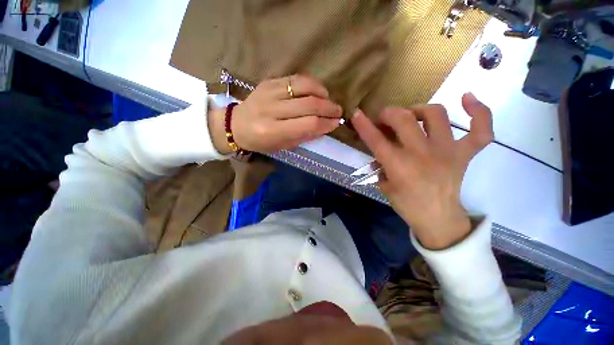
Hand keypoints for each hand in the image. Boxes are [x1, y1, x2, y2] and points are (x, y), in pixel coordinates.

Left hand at [208, 75, 342, 153]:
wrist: (236, 125)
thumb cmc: (261, 141)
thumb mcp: (283, 146)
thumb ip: (305, 136)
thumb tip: (326, 126)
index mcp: (273, 131)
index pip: (308, 124)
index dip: (326, 123)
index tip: (336, 123)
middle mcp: (271, 110)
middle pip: (309, 104)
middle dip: (329, 108)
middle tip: (338, 111)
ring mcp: (269, 92)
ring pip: (304, 87)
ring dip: (322, 93)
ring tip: (329, 100)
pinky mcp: (268, 81)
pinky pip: (295, 78)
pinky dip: (311, 83)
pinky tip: (318, 90)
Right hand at [351, 93, 493, 249]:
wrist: (438, 219)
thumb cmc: (407, 205)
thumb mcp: (384, 186)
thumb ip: (379, 166)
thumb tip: (378, 152)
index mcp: (399, 166)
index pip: (376, 140)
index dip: (364, 125)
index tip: (356, 114)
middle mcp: (422, 153)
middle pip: (404, 119)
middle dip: (389, 113)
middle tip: (384, 119)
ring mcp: (447, 151)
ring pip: (436, 114)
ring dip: (418, 109)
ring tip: (412, 115)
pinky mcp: (465, 154)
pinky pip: (481, 129)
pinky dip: (478, 111)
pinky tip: (467, 98)